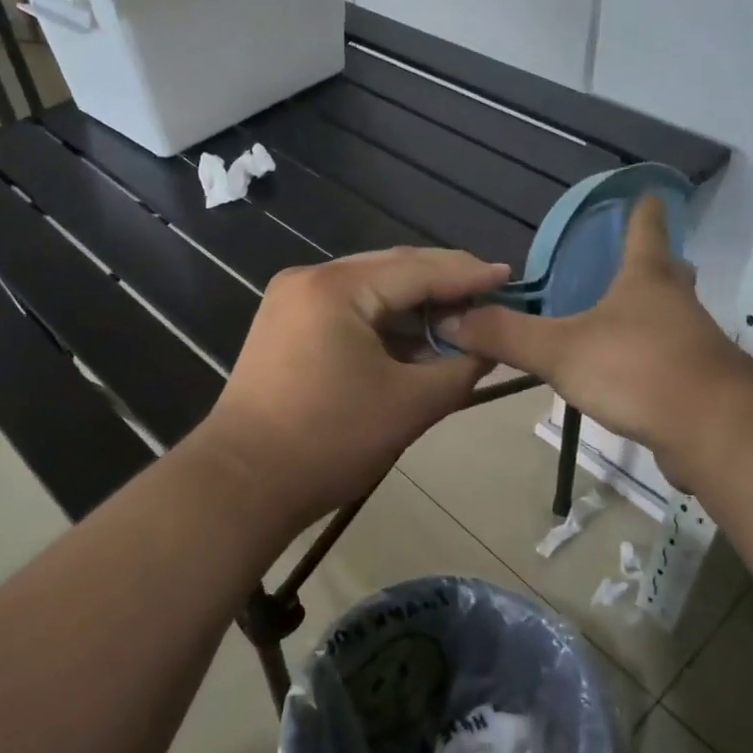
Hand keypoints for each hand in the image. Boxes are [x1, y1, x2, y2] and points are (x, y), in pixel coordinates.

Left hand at [197, 247, 509, 523]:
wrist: (242, 483)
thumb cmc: (329, 441)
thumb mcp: (410, 406)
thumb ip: (459, 370)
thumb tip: (488, 348)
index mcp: (337, 288)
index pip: (418, 269)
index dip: (468, 275)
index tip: (510, 276)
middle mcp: (310, 280)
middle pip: (392, 270)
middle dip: (443, 285)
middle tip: (490, 294)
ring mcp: (292, 301)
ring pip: (370, 290)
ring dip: (414, 306)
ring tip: (461, 319)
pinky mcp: (285, 326)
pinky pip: (348, 311)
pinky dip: (384, 323)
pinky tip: (416, 338)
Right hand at [438, 195, 752, 481]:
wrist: (713, 430)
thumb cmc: (638, 369)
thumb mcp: (560, 350)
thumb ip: (505, 335)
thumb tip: (450, 318)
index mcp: (646, 277)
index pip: (646, 226)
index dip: (641, 208)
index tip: (643, 192)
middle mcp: (675, 301)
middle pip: (666, 270)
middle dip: (649, 262)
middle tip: (618, 263)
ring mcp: (692, 341)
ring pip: (669, 315)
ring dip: (646, 312)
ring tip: (611, 319)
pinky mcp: (696, 381)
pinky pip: (668, 357)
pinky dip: (647, 356)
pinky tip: (623, 372)